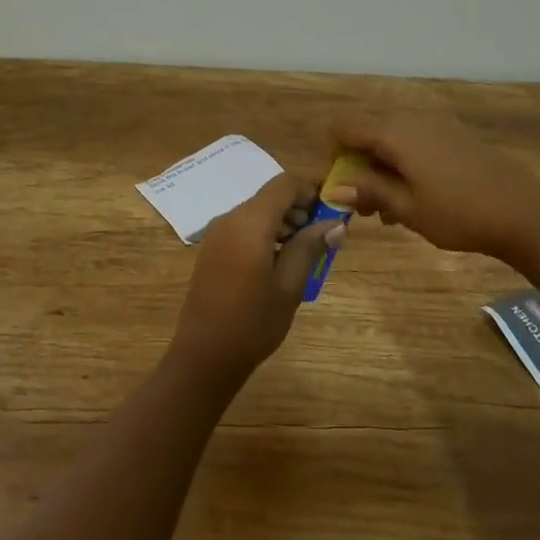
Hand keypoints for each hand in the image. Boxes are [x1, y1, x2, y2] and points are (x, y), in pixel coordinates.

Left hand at [167, 173, 342, 387]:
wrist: (204, 355)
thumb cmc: (252, 322)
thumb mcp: (289, 285)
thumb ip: (310, 247)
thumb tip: (335, 223)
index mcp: (249, 223)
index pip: (284, 184)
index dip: (311, 189)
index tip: (334, 210)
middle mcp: (229, 219)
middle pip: (270, 197)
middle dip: (300, 208)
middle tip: (324, 236)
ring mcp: (217, 235)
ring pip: (257, 212)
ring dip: (284, 222)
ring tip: (306, 252)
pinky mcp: (212, 250)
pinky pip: (244, 229)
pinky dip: (266, 234)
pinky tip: (280, 262)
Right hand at [330, 112, 539, 263]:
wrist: (524, 212)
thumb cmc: (458, 213)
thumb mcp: (406, 208)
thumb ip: (367, 191)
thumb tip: (333, 187)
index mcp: (394, 131)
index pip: (344, 126)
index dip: (332, 154)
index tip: (338, 187)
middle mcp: (412, 118)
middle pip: (367, 129)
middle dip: (356, 164)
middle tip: (362, 205)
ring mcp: (436, 124)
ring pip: (391, 138)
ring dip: (379, 167)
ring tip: (386, 210)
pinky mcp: (454, 135)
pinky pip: (414, 141)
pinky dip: (402, 163)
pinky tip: (412, 198)